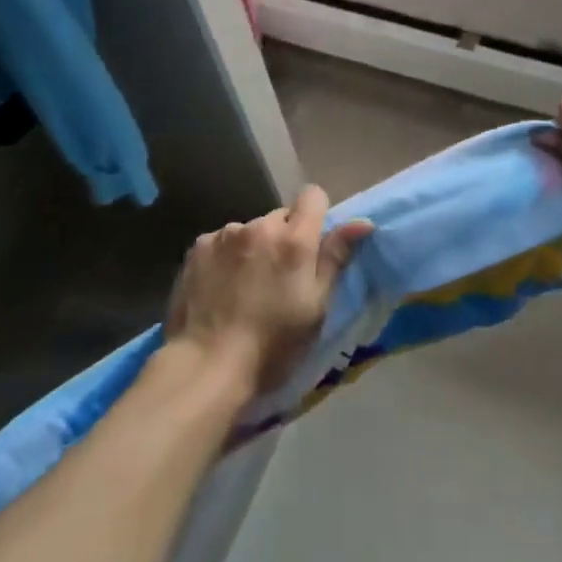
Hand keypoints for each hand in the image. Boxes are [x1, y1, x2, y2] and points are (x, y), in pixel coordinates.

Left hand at [164, 185, 373, 400]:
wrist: (207, 366)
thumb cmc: (273, 345)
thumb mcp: (316, 307)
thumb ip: (336, 258)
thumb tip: (363, 222)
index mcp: (294, 239)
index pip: (313, 195)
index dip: (316, 214)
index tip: (312, 245)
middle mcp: (260, 226)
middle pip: (280, 217)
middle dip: (284, 237)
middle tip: (278, 276)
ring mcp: (225, 234)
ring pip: (250, 230)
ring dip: (253, 247)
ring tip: (244, 285)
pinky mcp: (198, 246)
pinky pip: (222, 241)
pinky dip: (225, 257)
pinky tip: (219, 287)